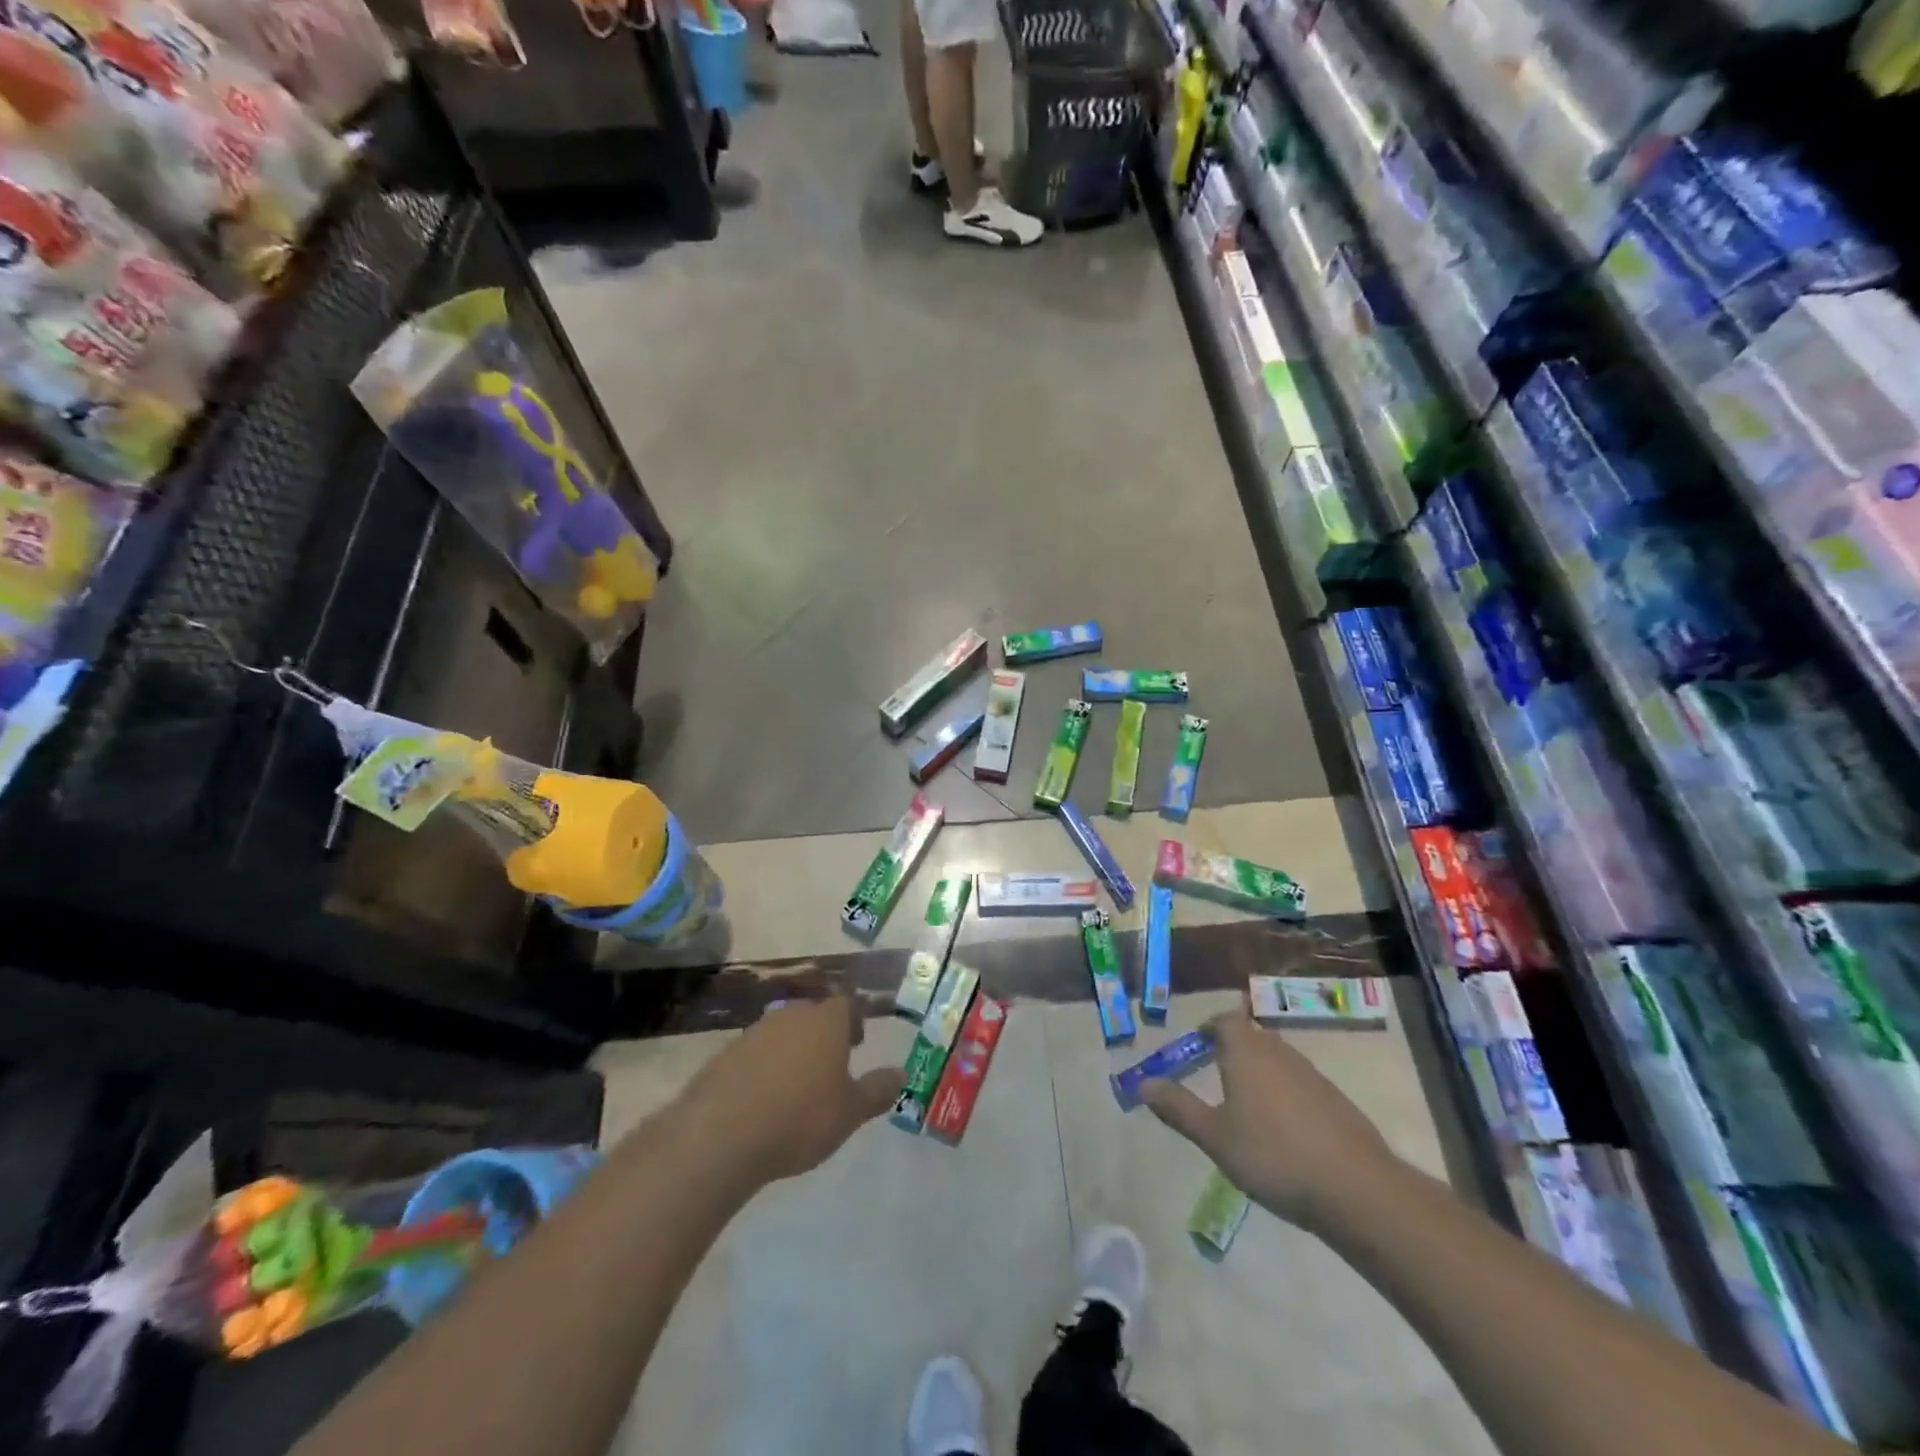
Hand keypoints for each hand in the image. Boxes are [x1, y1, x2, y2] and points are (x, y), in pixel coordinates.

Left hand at [677, 993, 904, 1187]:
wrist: (722, 1134)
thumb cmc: (801, 1117)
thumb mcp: (850, 1112)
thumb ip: (877, 1090)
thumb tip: (901, 1074)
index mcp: (827, 1021)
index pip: (847, 1004)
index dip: (854, 1020)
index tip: (857, 1043)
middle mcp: (792, 1015)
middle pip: (813, 1014)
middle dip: (823, 1035)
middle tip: (830, 1065)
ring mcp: (755, 1032)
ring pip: (783, 1033)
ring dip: (792, 1051)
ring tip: (796, 1086)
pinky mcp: (725, 1054)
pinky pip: (754, 1054)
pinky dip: (763, 1069)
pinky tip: (762, 1101)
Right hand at [1139, 998, 1398, 1229]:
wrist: (1357, 1190)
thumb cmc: (1274, 1156)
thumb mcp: (1215, 1137)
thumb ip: (1178, 1108)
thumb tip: (1142, 1082)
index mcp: (1246, 1052)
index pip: (1225, 1020)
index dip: (1210, 1027)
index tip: (1197, 1045)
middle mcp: (1279, 1053)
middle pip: (1252, 1037)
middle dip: (1233, 1050)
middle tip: (1215, 1074)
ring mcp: (1312, 1076)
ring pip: (1277, 1060)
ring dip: (1259, 1072)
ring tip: (1246, 1105)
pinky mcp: (1336, 1101)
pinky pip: (1300, 1084)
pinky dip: (1285, 1094)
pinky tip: (1283, 1131)